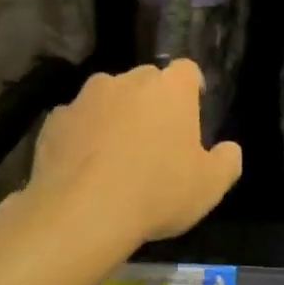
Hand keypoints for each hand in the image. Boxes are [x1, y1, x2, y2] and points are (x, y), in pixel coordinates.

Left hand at [20, 61, 241, 254]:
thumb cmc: (157, 192)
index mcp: (170, 88)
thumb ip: (227, 161)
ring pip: (108, 98)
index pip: (187, 71)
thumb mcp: (210, 186)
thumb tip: (228, 149)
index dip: (191, 90)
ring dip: (115, 117)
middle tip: (155, 142)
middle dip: (152, 103)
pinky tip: (83, 169)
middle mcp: (128, 80)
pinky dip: (82, 136)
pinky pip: (76, 121)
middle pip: (146, 81)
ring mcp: (87, 97)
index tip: (190, 115)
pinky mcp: (55, 119)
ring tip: (114, 157)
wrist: (81, 214)